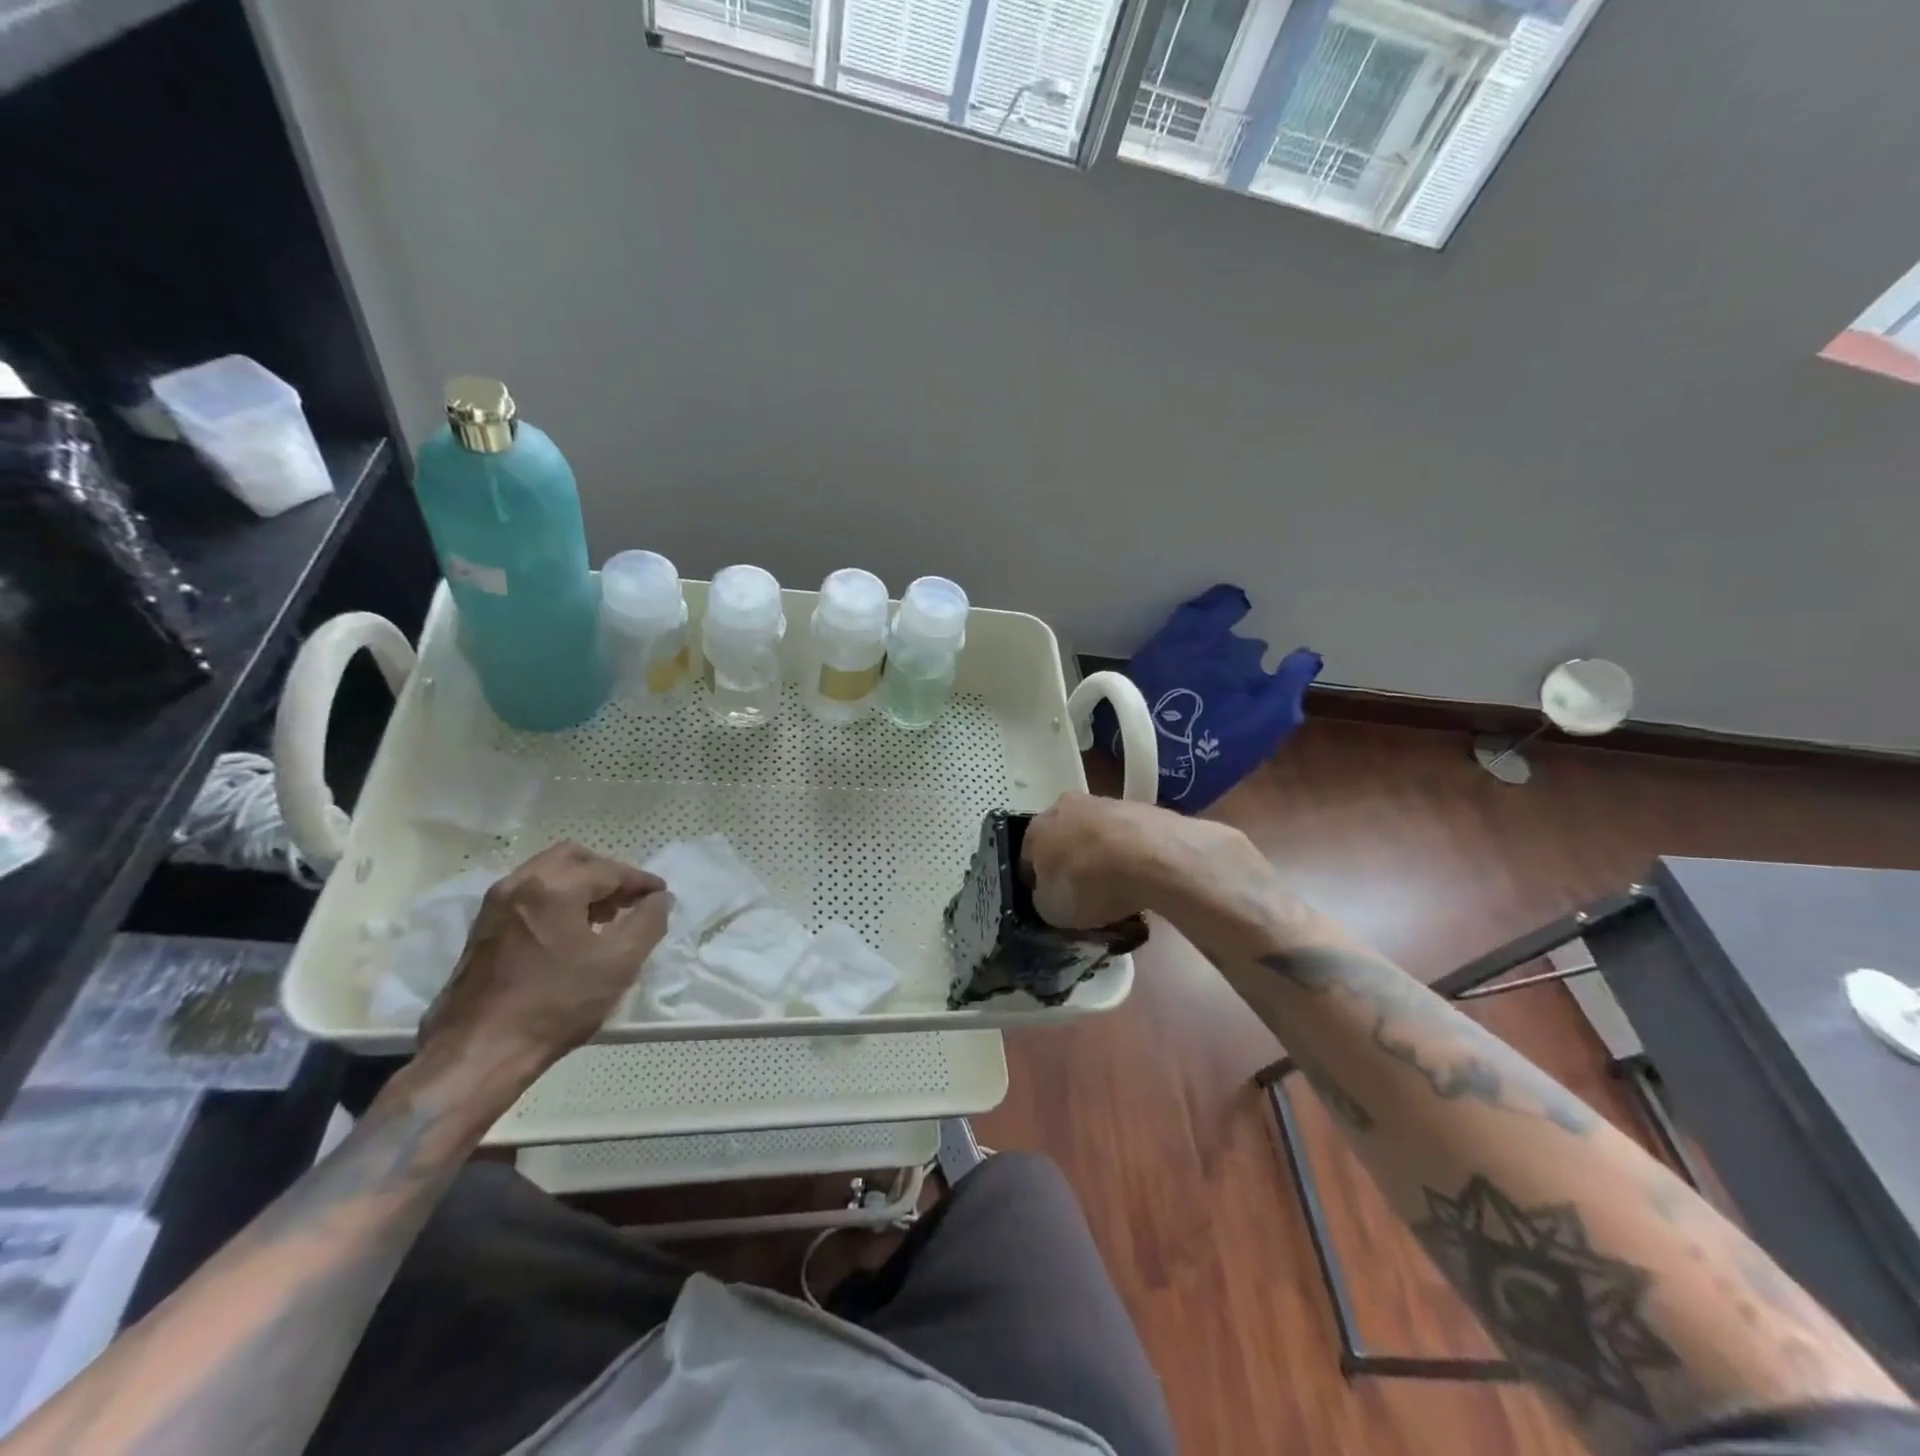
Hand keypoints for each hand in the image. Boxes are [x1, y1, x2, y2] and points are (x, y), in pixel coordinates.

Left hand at [417, 842, 672, 1095]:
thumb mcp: (619, 963)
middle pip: (574, 858)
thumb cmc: (556, 1005)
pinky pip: (528, 894)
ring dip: (580, 885)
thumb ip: (649, 922)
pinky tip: (570, 932)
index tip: (662, 896)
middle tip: (629, 901)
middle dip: (607, 874)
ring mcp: (495, 905)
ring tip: (603, 918)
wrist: (478, 1053)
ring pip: (547, 873)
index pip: (610, 870)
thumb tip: (660, 899)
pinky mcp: (482, 928)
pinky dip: (556, 899)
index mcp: (554, 887)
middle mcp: (520, 883)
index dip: (642, 882)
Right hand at [1021, 792, 1268, 927]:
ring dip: (1099, 855)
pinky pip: (1124, 836)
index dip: (1037, 884)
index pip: (1027, 859)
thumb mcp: (1052, 910)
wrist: (1152, 856)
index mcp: (1036, 829)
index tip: (1051, 902)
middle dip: (1069, 863)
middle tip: (1083, 893)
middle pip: (1061, 839)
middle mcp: (1064, 806)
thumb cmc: (1090, 883)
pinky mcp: (1138, 806)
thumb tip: (1049, 893)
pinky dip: (1128, 852)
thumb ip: (1044, 899)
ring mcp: (1103, 802)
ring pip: (1093, 834)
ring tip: (1117, 888)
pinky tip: (1140, 876)